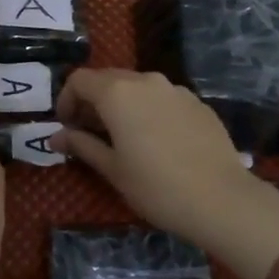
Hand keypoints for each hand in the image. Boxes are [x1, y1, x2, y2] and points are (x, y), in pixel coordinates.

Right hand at [51, 69, 278, 278]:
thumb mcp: (112, 169)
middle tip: (88, 133)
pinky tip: (156, 142)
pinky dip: (148, 111)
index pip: (79, 80)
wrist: (222, 200)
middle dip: (92, 101)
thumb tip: (56, 136)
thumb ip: (81, 145)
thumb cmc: (156, 186)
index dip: (66, 100)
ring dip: (121, 105)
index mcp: (117, 93)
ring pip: (137, 87)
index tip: (66, 127)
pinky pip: (162, 99)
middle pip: (108, 79)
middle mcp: (145, 81)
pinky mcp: (198, 103)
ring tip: (122, 138)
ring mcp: (175, 89)